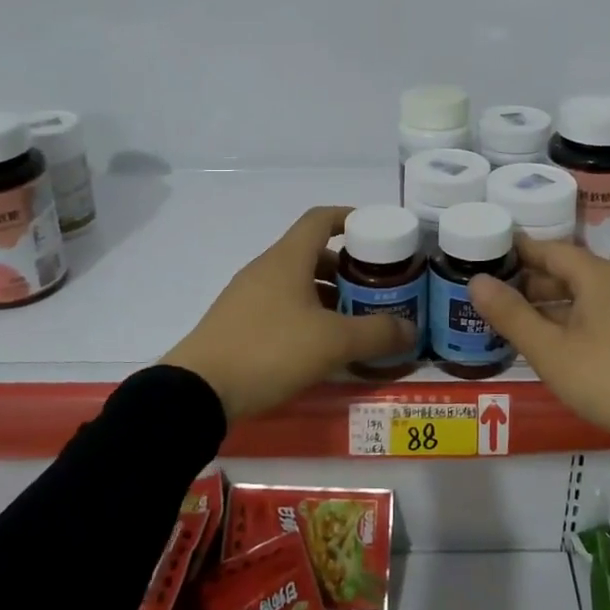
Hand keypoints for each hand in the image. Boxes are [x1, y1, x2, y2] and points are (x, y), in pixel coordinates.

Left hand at [162, 206, 417, 421]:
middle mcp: (266, 269)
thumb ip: (377, 333)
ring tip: (355, 319)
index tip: (377, 233)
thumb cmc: (270, 351)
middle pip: (312, 253)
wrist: (197, 392)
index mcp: (287, 258)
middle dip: (347, 267)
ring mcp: (247, 296)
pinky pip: (281, 305)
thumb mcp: (333, 343)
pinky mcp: (237, 323)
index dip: (350, 217)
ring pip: (296, 282)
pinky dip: (307, 314)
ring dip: (328, 294)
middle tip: (376, 287)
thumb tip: (411, 329)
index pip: (321, 219)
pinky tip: (321, 344)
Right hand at [468, 238, 609, 468]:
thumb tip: (477, 281)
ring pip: (589, 295)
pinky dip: (578, 319)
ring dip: (555, 304)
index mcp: (599, 276)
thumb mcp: (551, 351)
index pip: (550, 250)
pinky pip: (606, 313)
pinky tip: (563, 344)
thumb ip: (511, 315)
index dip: (518, 252)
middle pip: (571, 271)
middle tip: (496, 297)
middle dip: (533, 281)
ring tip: (522, 322)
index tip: (488, 255)